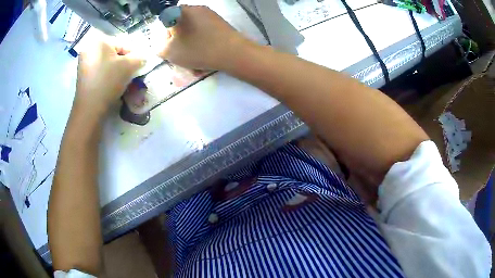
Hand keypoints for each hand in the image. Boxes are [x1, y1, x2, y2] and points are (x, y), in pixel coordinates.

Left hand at [75, 40, 143, 114]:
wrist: (89, 108)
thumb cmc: (108, 82)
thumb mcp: (129, 66)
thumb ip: (139, 57)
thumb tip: (143, 57)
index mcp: (99, 41)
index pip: (123, 44)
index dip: (134, 54)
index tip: (140, 66)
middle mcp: (89, 48)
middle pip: (114, 52)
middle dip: (124, 62)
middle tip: (131, 73)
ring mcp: (84, 62)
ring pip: (106, 61)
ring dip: (116, 68)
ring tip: (122, 80)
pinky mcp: (82, 74)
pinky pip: (99, 69)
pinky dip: (107, 74)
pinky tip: (111, 83)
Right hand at [158, 5, 251, 70]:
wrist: (232, 53)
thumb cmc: (197, 49)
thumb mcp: (170, 52)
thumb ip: (160, 48)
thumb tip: (163, 45)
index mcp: (182, 11)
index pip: (166, 20)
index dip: (166, 35)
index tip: (171, 46)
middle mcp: (196, 8)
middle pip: (181, 26)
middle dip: (179, 42)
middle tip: (182, 56)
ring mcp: (211, 15)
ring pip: (194, 32)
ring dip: (191, 46)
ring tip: (195, 62)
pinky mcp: (221, 23)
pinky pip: (205, 33)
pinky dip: (202, 44)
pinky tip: (205, 58)